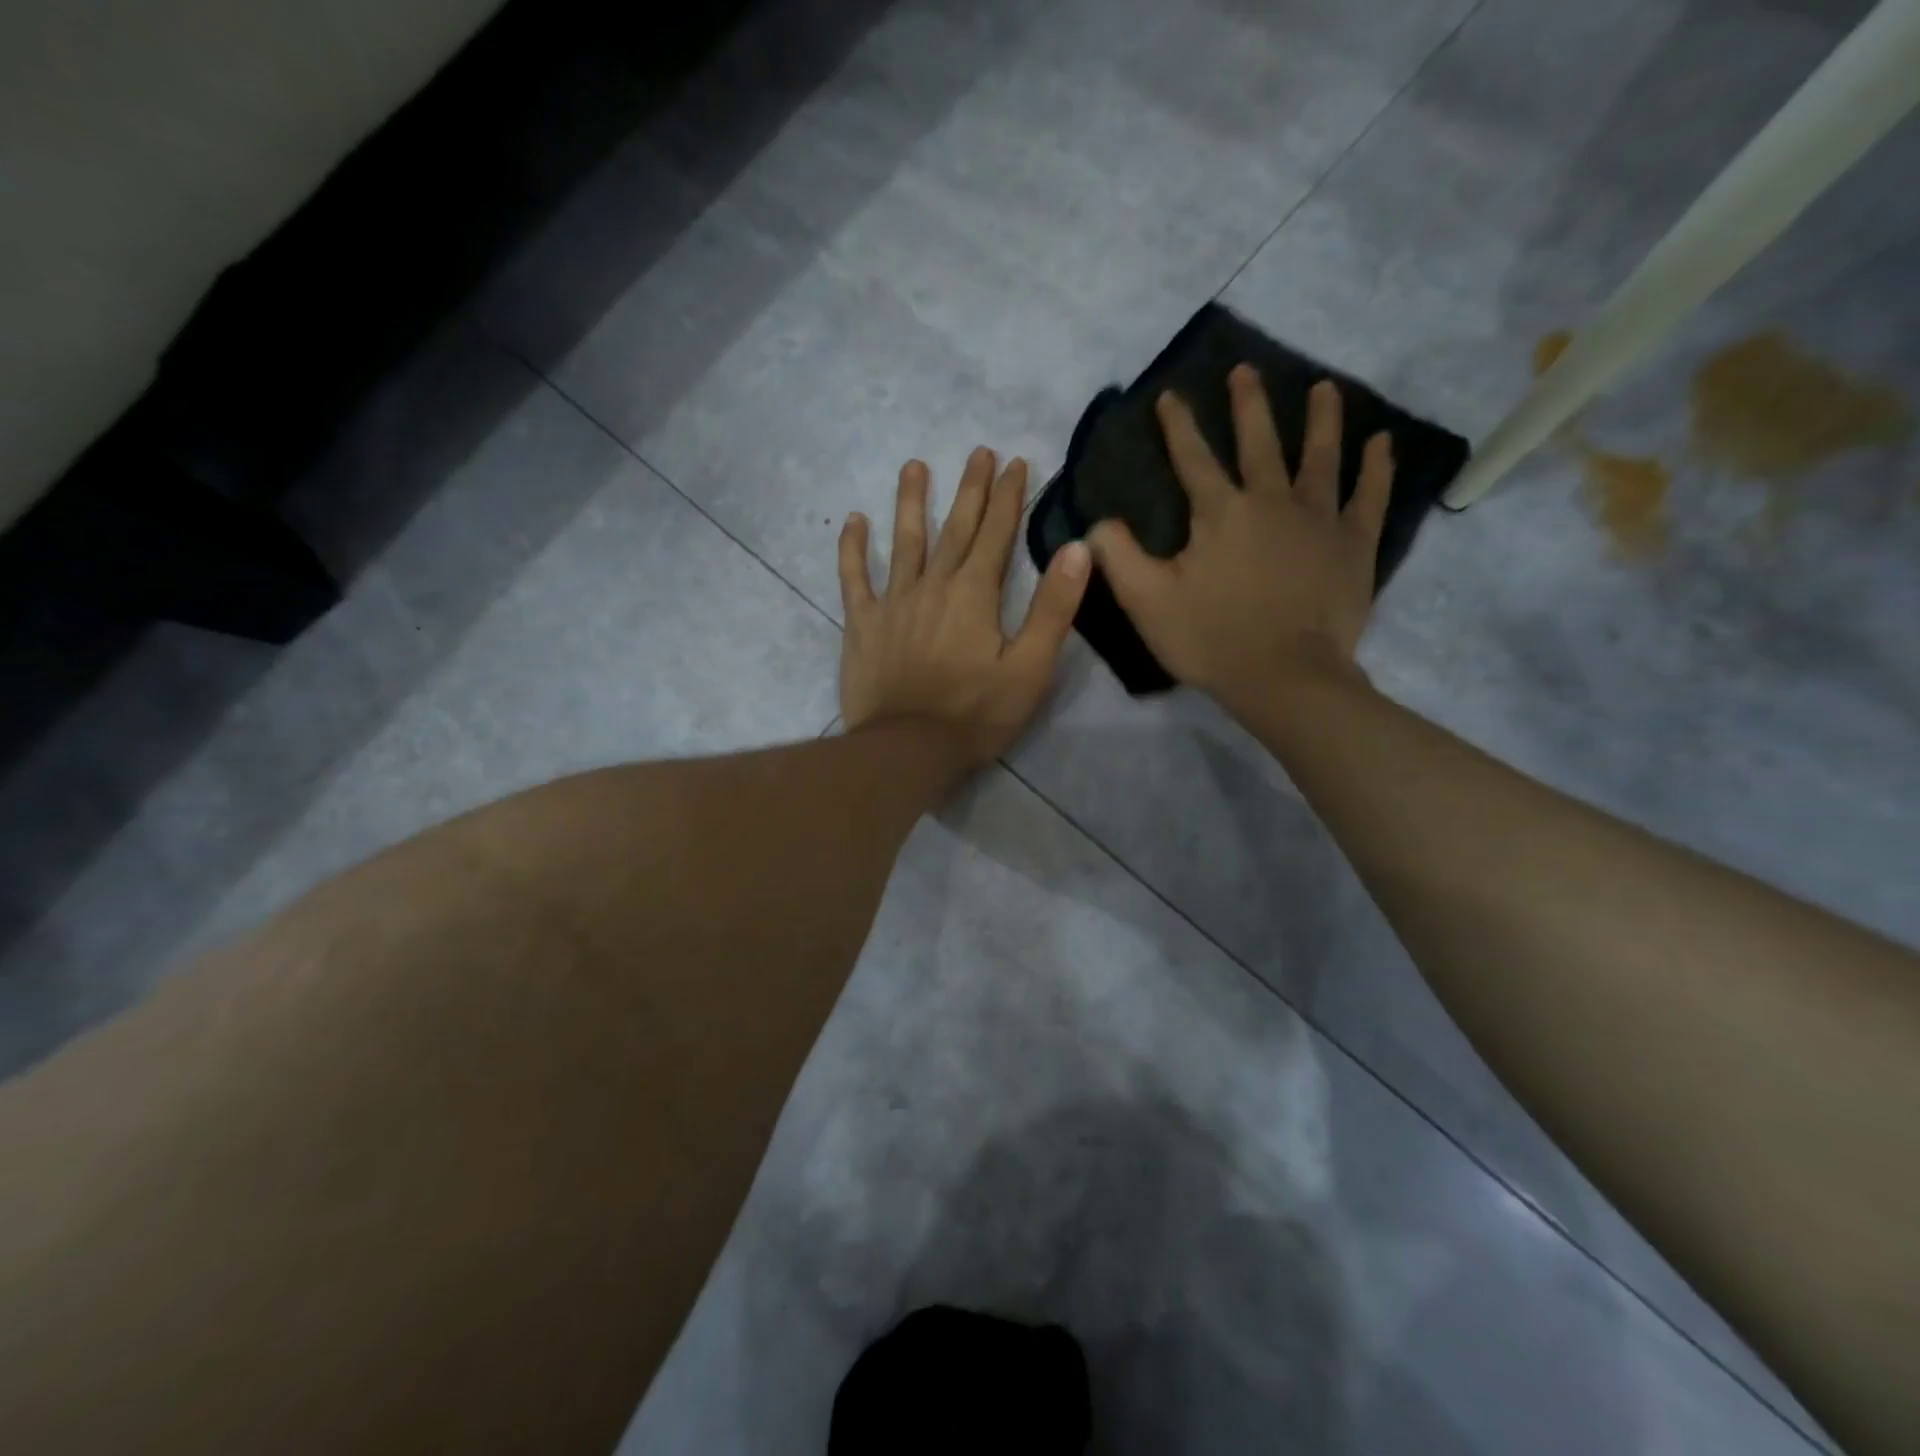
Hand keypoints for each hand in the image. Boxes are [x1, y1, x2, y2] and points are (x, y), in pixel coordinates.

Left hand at [839, 447, 1091, 764]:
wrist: (908, 749)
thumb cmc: (976, 713)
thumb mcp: (1030, 667)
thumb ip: (1054, 607)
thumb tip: (1077, 547)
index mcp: (975, 593)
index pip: (997, 533)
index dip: (1008, 496)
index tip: (1015, 462)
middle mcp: (933, 584)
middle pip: (955, 528)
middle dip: (970, 489)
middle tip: (978, 452)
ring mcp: (893, 601)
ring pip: (904, 541)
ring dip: (911, 502)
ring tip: (915, 467)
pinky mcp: (862, 624)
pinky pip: (853, 578)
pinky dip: (852, 549)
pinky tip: (853, 521)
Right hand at [1088, 367, 1393, 715]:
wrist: (1285, 677)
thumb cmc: (1211, 639)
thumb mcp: (1146, 601)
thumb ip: (1118, 556)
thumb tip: (1097, 520)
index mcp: (1219, 513)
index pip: (1192, 458)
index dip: (1177, 425)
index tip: (1169, 395)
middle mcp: (1271, 501)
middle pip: (1259, 442)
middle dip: (1248, 404)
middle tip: (1245, 371)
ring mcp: (1319, 519)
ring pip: (1320, 457)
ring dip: (1321, 419)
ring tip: (1324, 388)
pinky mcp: (1354, 545)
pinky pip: (1369, 497)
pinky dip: (1376, 468)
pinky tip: (1380, 443)